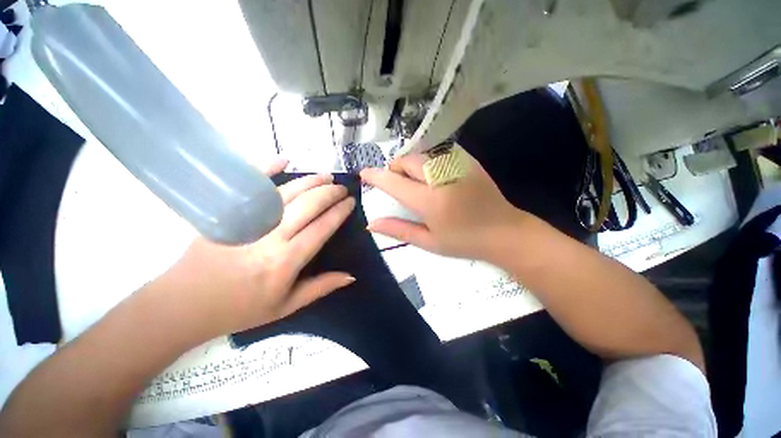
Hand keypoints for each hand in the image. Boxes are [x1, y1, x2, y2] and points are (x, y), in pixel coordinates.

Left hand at [150, 158, 355, 340]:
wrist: (184, 304)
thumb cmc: (241, 308)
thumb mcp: (287, 306)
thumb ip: (321, 287)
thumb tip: (351, 276)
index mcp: (286, 261)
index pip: (322, 227)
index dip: (339, 212)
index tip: (350, 202)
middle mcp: (271, 237)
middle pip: (308, 205)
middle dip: (330, 193)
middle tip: (342, 188)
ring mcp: (248, 221)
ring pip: (287, 192)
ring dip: (310, 181)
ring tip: (326, 176)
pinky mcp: (227, 213)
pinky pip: (251, 186)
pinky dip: (268, 169)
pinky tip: (284, 160)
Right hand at [360, 148, 524, 259]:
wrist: (505, 232)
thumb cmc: (464, 242)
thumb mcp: (429, 241)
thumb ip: (398, 230)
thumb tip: (371, 223)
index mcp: (430, 201)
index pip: (394, 182)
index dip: (376, 176)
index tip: (364, 174)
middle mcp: (442, 178)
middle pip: (407, 160)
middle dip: (395, 168)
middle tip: (396, 183)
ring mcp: (457, 166)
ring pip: (421, 154)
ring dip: (410, 165)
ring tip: (414, 181)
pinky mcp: (468, 161)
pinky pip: (438, 154)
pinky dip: (427, 162)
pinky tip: (433, 177)